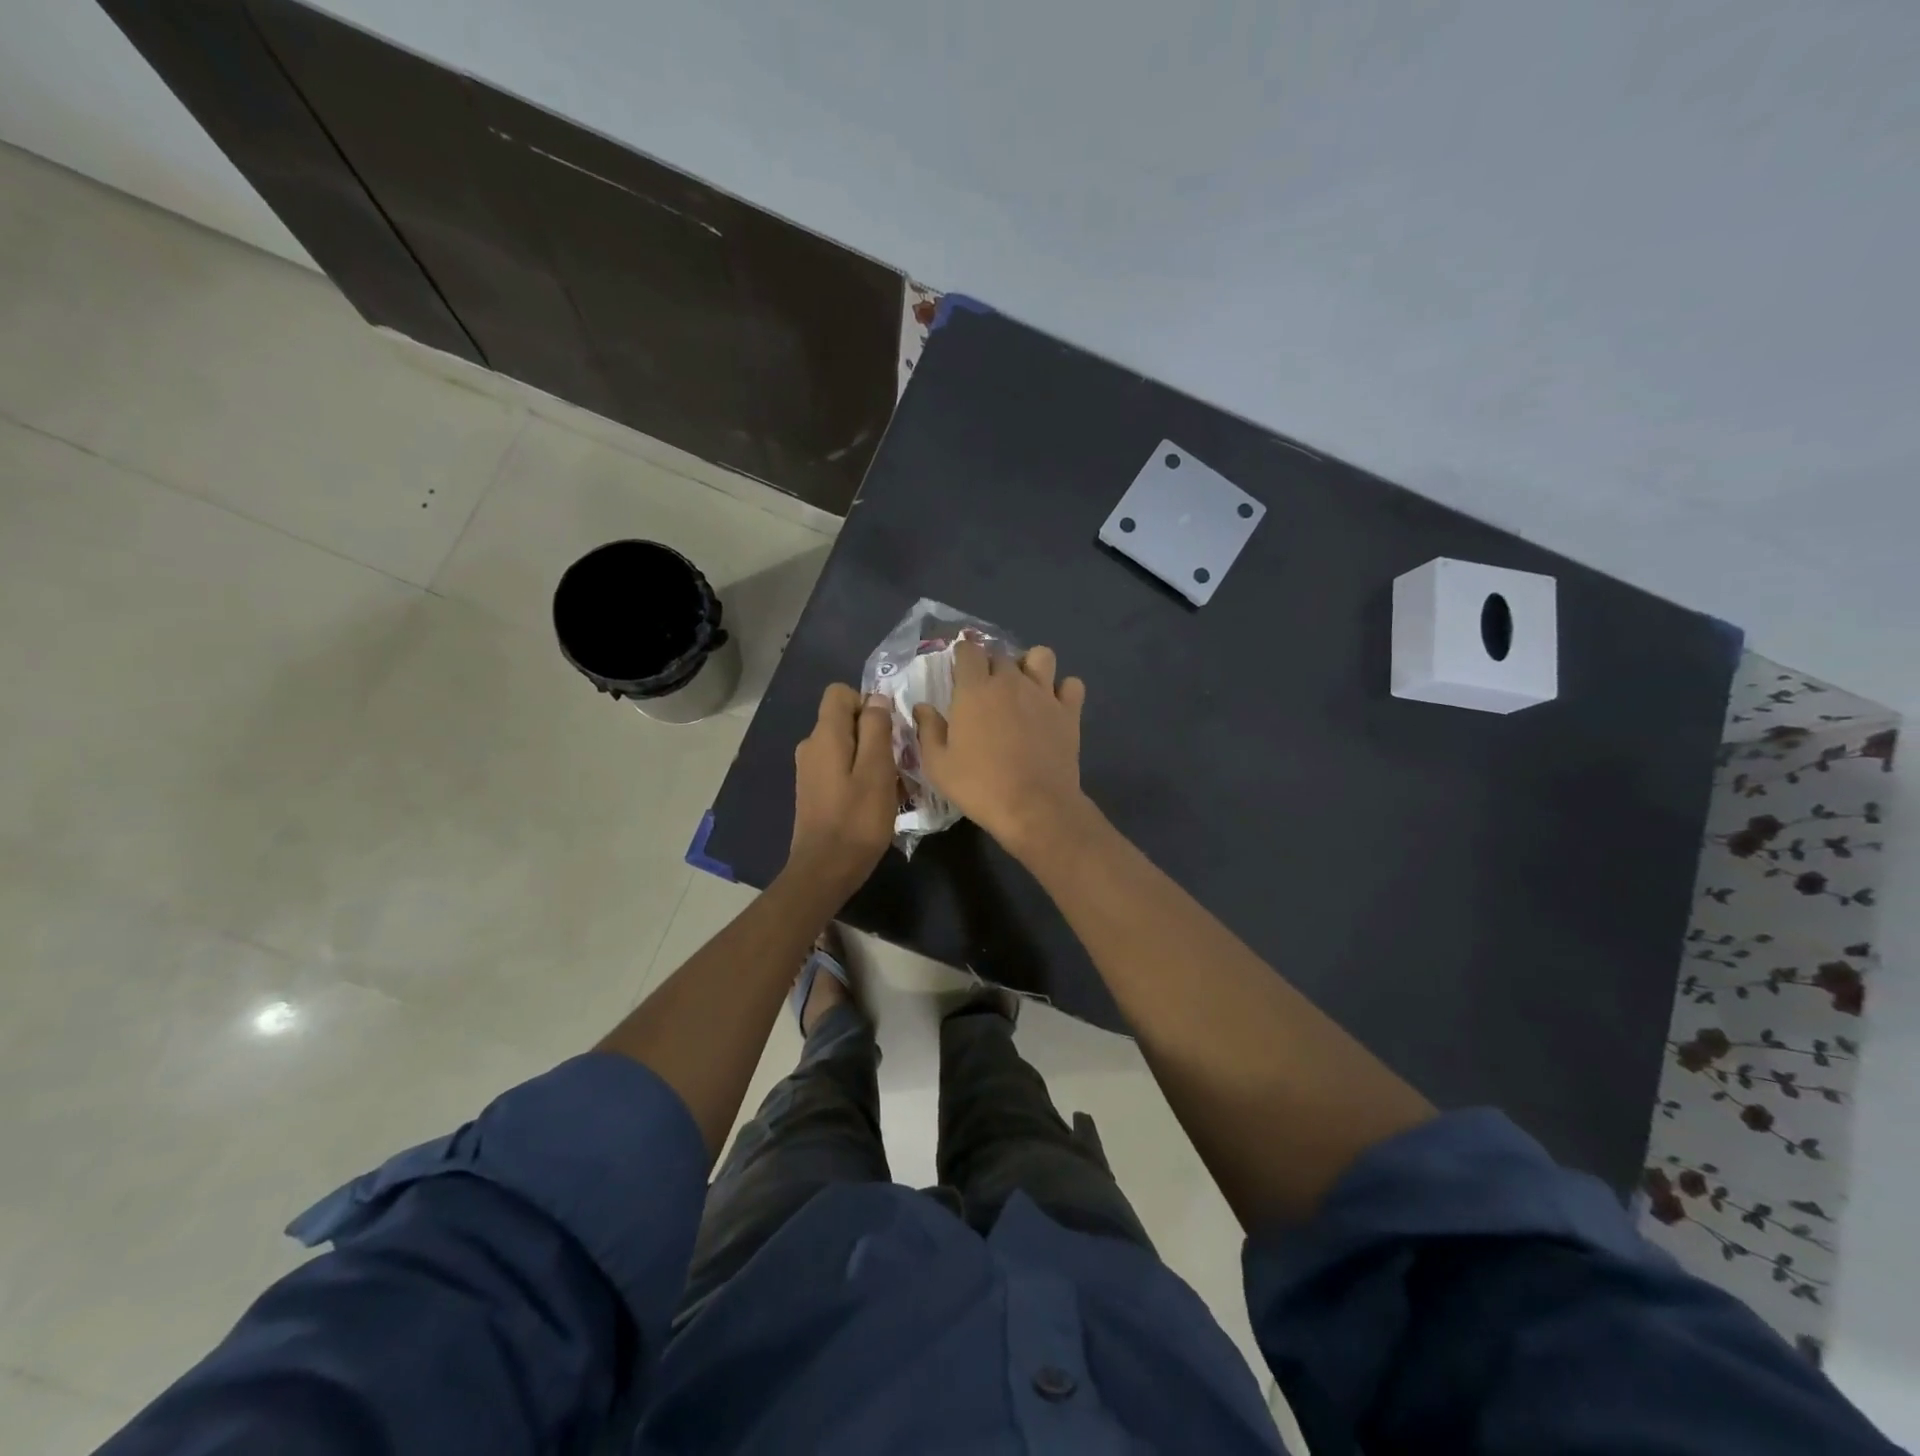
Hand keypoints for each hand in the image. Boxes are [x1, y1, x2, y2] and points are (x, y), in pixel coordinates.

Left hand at [788, 683, 898, 896]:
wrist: (825, 870)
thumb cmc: (857, 820)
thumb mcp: (877, 770)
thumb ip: (877, 728)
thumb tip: (876, 698)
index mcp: (825, 735)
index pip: (840, 693)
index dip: (867, 703)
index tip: (888, 730)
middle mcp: (811, 746)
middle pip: (845, 720)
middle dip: (875, 734)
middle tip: (899, 763)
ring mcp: (810, 770)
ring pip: (847, 747)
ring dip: (872, 759)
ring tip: (894, 787)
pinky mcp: (814, 791)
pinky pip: (841, 769)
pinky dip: (861, 777)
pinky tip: (877, 802)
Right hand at [913, 641, 1090, 853]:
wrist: (1034, 807)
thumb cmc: (979, 786)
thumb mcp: (938, 765)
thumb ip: (928, 730)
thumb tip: (922, 707)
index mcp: (975, 689)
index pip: (968, 650)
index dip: (963, 655)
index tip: (959, 671)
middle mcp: (1010, 681)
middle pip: (1001, 653)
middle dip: (991, 664)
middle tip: (985, 689)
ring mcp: (1043, 693)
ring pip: (1041, 655)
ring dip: (1030, 665)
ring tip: (1023, 686)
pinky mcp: (1069, 711)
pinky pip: (1072, 684)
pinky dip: (1063, 690)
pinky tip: (1053, 705)